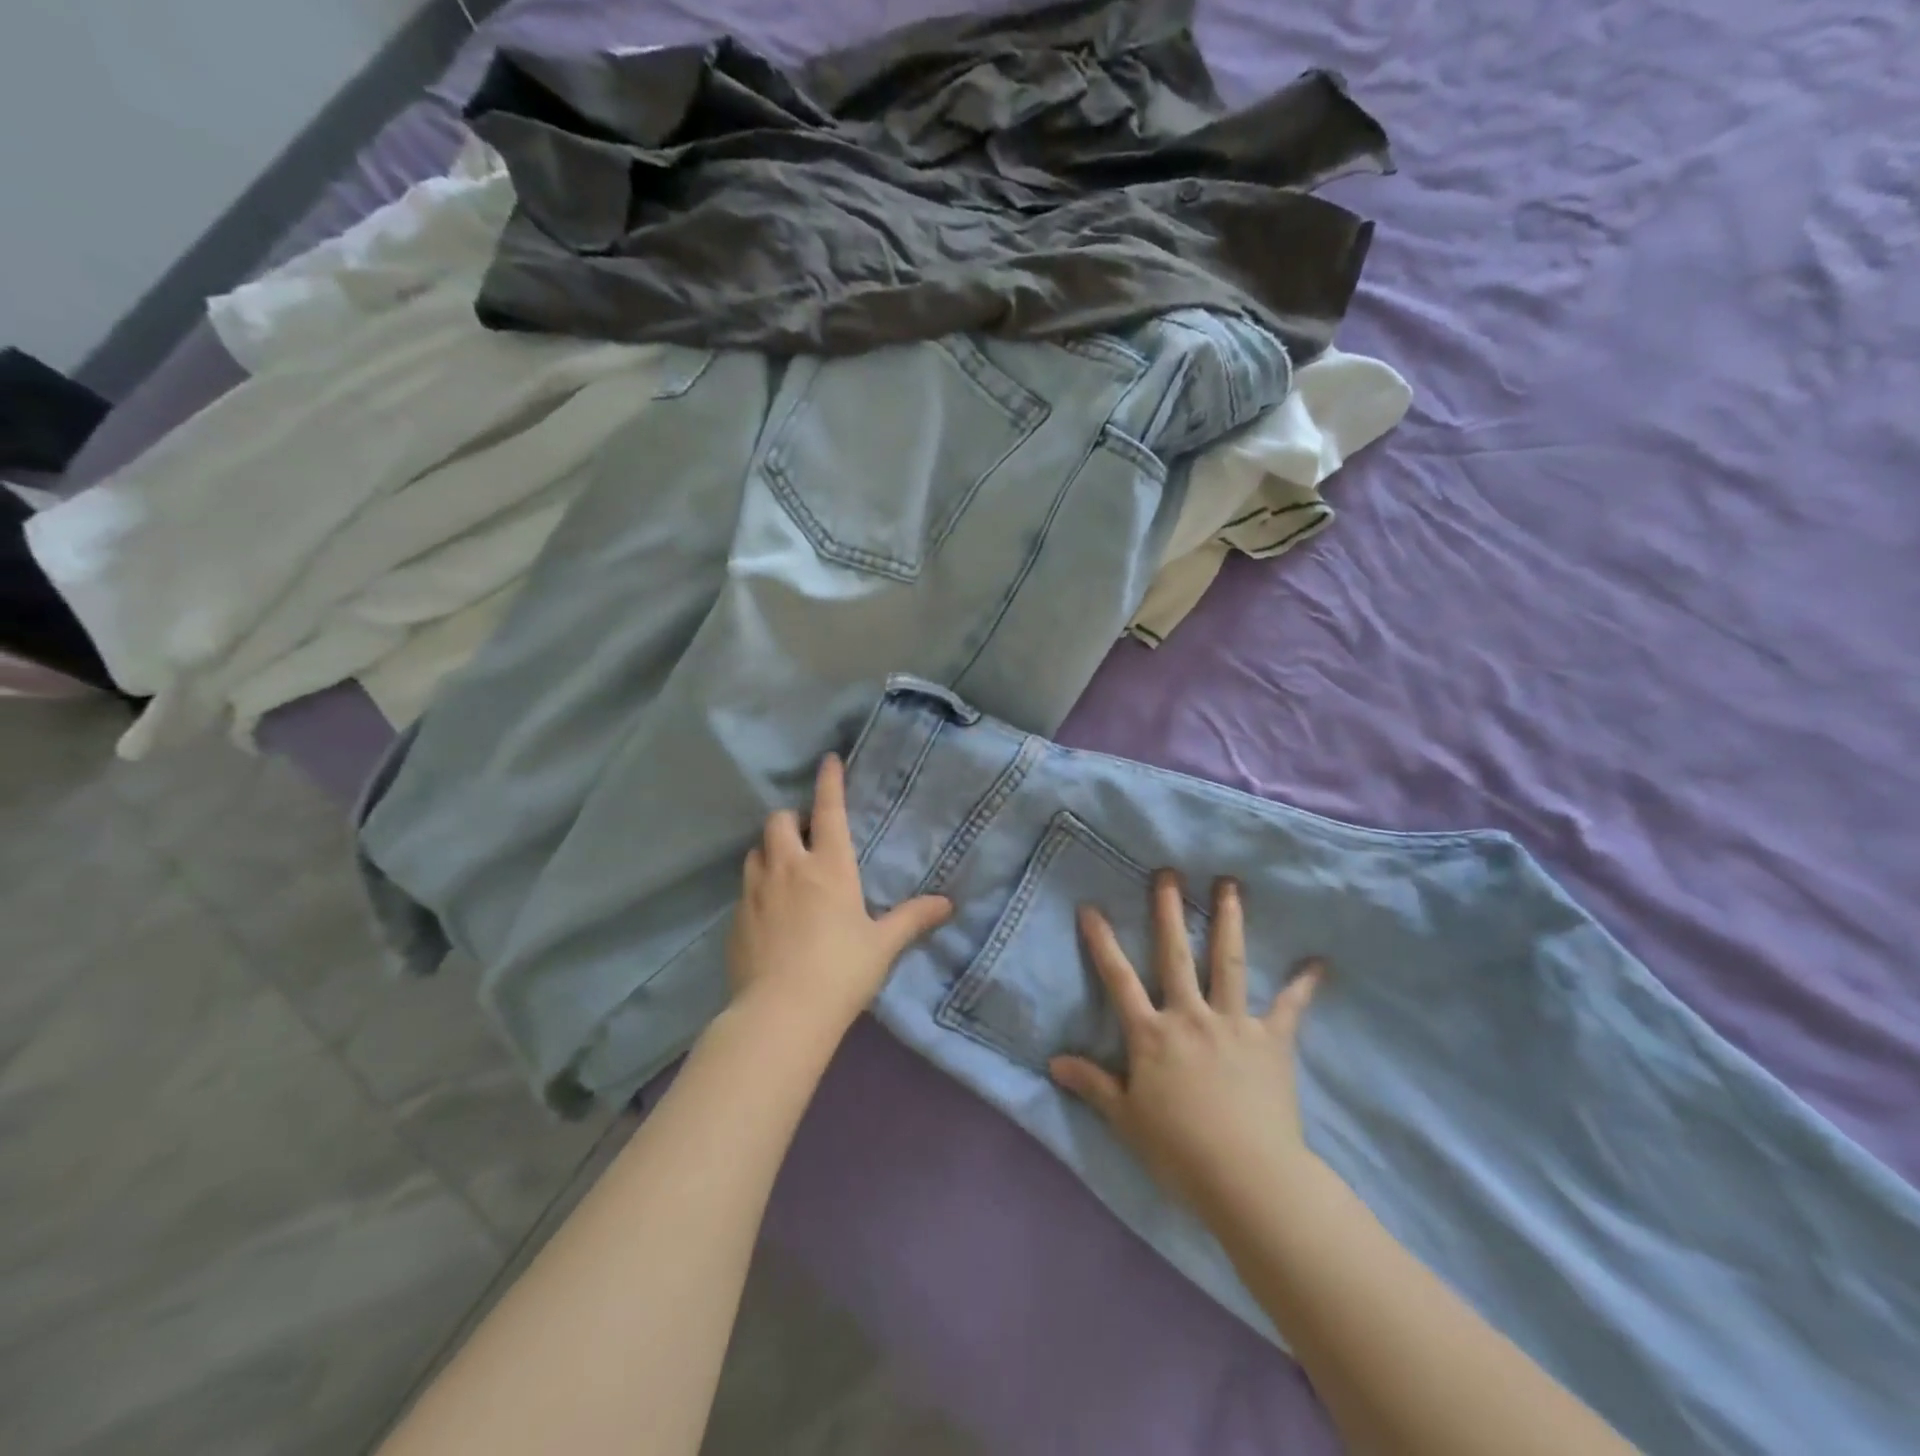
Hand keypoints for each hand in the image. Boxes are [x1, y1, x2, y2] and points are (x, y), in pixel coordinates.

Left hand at [726, 753, 952, 1038]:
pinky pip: (745, 888)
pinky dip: (759, 887)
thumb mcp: (882, 944)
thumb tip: (947, 904)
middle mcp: (789, 868)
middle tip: (806, 836)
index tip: (828, 760)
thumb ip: (912, 919)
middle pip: (779, 821)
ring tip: (786, 870)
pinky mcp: (736, 920)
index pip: (829, 811)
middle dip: (792, 819)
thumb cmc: (841, 971)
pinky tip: (770, 913)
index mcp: (829, 867)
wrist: (781, 1014)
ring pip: (756, 851)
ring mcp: (756, 892)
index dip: (830, 782)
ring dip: (771, 850)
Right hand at [1049, 871, 1324, 1221]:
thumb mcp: (1125, 1119)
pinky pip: (1289, 1008)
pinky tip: (1318, 963)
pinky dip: (1303, 985)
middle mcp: (1189, 1016)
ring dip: (1228, 921)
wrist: (1246, 1176)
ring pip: (1227, 962)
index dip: (1102, 942)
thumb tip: (1053, 1062)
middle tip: (1168, 873)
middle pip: (1175, 954)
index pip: (1118, 978)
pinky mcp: (1271, 1041)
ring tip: (1229, 885)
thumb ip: (1092, 1084)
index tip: (1091, 907)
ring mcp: (1233, 1024)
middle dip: (1169, 911)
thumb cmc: (1179, 1150)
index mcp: (1151, 1034)